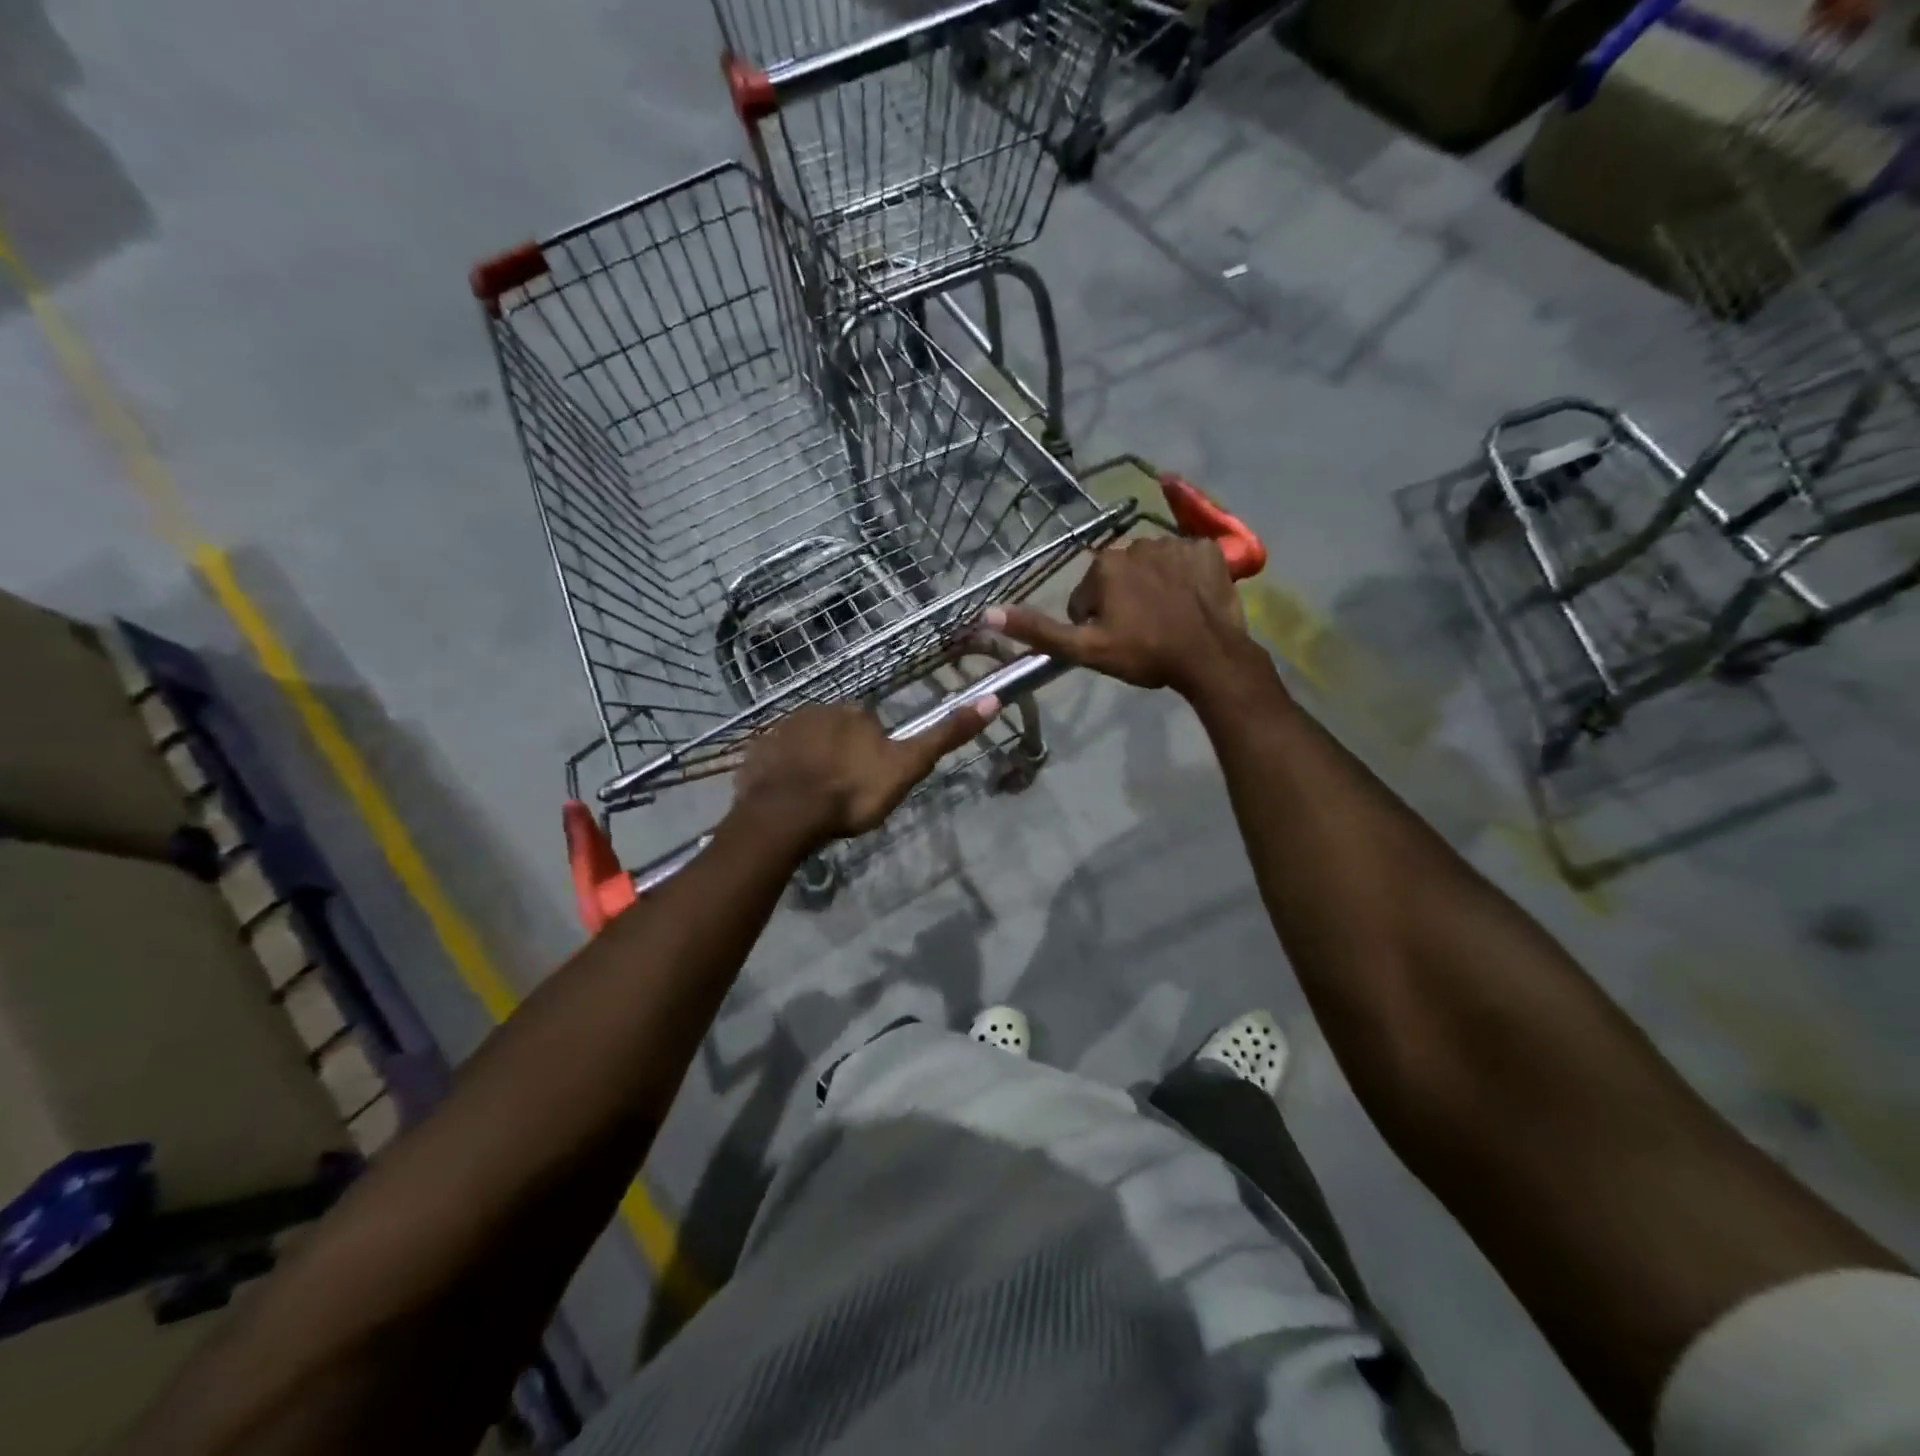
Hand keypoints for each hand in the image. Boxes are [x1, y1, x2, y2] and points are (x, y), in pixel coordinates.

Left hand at [731, 697, 999, 848]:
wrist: (787, 816)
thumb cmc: (852, 794)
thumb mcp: (907, 767)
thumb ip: (945, 736)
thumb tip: (992, 700)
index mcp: (855, 713)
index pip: (869, 727)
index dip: (872, 756)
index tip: (868, 784)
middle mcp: (817, 710)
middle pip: (836, 733)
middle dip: (840, 757)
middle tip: (841, 795)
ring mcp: (782, 729)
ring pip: (805, 744)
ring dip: (811, 764)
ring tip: (814, 801)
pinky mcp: (756, 751)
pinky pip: (775, 758)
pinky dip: (783, 773)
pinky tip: (787, 798)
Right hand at [983, 536, 1257, 698]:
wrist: (1209, 658)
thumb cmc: (1144, 654)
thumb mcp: (1085, 649)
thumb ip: (1039, 630)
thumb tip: (987, 613)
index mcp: (1105, 565)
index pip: (1086, 595)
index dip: (1095, 623)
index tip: (1114, 642)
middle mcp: (1137, 543)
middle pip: (1119, 577)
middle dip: (1123, 601)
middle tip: (1141, 633)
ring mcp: (1176, 544)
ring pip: (1151, 567)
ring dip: (1153, 588)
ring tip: (1166, 620)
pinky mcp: (1209, 550)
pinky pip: (1187, 559)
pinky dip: (1186, 577)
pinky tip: (1190, 602)